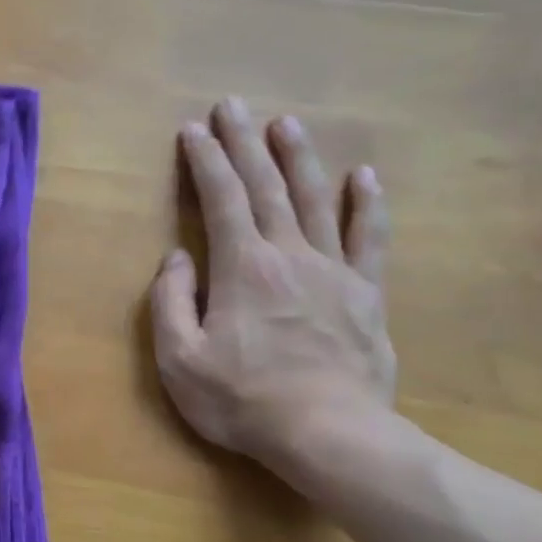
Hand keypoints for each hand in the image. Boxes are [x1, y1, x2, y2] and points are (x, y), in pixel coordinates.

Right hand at [150, 96, 395, 477]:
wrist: (330, 436)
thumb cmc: (242, 399)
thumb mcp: (179, 358)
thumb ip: (171, 301)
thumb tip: (178, 258)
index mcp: (242, 267)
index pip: (220, 199)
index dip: (204, 161)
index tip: (192, 130)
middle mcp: (290, 255)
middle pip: (266, 186)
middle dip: (245, 143)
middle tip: (232, 105)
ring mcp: (334, 271)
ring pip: (317, 200)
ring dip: (299, 158)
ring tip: (286, 123)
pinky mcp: (366, 294)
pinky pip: (370, 239)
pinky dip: (368, 204)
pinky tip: (365, 176)